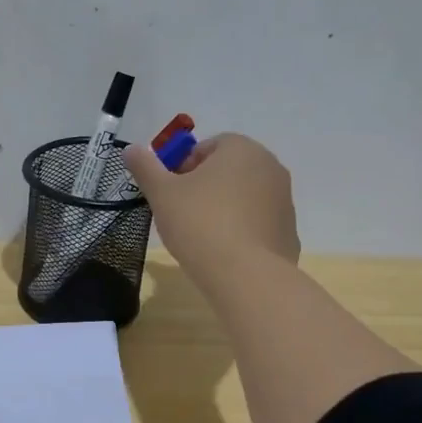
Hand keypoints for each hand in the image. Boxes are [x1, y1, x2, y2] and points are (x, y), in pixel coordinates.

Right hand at [123, 132, 300, 281]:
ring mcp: (285, 200)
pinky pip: (258, 224)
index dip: (183, 167)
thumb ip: (146, 167)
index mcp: (241, 149)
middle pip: (229, 170)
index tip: (170, 191)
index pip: (207, 146)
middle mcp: (270, 167)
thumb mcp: (162, 193)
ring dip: (224, 207)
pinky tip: (225, 253)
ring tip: (202, 236)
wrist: (246, 276)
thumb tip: (131, 149)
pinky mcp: (289, 232)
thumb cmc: (199, 224)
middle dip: (205, 186)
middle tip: (182, 212)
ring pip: (245, 196)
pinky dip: (242, 231)